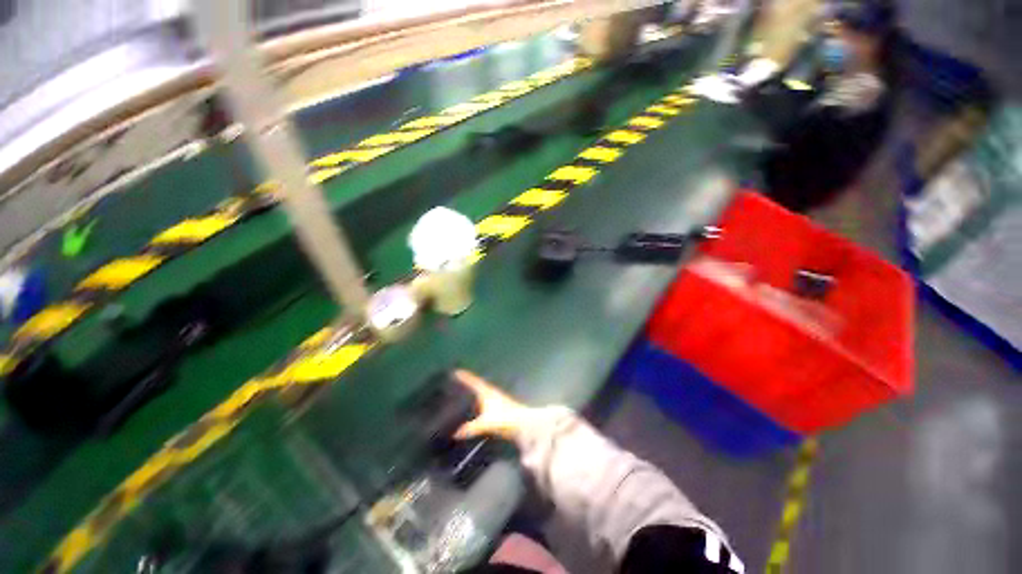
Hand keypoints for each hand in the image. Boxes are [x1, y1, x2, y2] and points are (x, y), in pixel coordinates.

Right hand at [454, 369, 531, 440]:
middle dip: (467, 384)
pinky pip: (482, 404)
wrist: (524, 424)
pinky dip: (476, 405)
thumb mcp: (488, 422)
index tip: (456, 371)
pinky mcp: (498, 410)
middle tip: (454, 383)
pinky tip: (472, 413)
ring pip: (480, 395)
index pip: (474, 382)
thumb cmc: (506, 419)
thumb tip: (456, 434)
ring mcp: (495, 402)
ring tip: (460, 397)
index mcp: (487, 392)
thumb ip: (473, 427)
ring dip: (472, 394)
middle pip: (477, 386)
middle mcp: (491, 394)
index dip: (465, 377)